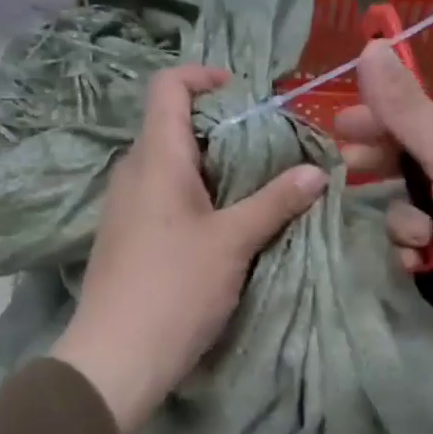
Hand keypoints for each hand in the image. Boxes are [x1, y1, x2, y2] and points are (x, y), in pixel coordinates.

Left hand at [51, 65, 328, 432]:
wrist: (115, 357)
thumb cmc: (175, 288)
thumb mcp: (233, 242)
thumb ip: (274, 201)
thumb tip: (317, 172)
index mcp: (155, 158)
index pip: (167, 86)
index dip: (203, 76)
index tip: (243, 93)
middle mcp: (132, 171)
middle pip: (171, 123)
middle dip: (219, 125)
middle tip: (264, 146)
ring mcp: (124, 205)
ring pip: (168, 162)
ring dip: (209, 163)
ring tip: (252, 184)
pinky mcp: (125, 235)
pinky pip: (160, 193)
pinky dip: (193, 192)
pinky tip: (222, 222)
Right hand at [335, 41, 432, 433]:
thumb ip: (405, 108)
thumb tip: (371, 45)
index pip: (412, 118)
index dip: (375, 117)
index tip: (337, 126)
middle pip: (404, 162)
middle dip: (378, 166)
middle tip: (348, 171)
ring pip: (403, 210)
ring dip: (403, 223)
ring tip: (421, 237)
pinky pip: (413, 249)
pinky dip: (415, 256)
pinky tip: (424, 265)